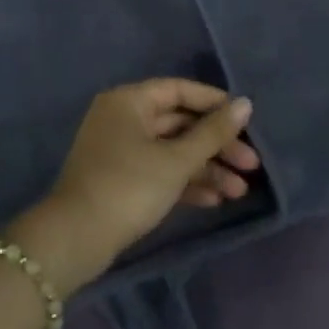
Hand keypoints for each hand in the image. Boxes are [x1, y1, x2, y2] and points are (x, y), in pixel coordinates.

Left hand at [10, 80, 258, 295]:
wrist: (77, 238)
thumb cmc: (129, 186)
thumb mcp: (176, 160)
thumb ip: (213, 132)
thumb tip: (245, 104)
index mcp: (129, 101)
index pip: (178, 90)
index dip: (214, 102)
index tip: (247, 120)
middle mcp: (123, 118)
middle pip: (178, 123)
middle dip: (216, 145)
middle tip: (251, 165)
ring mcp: (120, 150)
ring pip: (171, 150)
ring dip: (205, 168)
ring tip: (240, 191)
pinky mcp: (121, 179)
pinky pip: (159, 171)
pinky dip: (185, 182)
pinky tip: (215, 200)